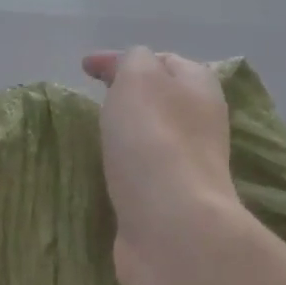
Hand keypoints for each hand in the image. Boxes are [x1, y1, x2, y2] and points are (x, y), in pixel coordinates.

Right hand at [82, 48, 242, 284]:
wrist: (172, 226)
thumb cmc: (154, 141)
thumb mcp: (139, 78)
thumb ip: (133, 62)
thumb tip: (130, 68)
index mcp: (199, 87)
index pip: (162, 60)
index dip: (122, 59)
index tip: (84, 67)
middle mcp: (200, 124)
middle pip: (162, 100)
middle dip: (130, 95)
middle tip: (93, 98)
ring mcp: (187, 167)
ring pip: (153, 138)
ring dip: (127, 134)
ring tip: (95, 133)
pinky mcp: (170, 204)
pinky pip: (144, 174)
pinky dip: (125, 167)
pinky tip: (106, 172)